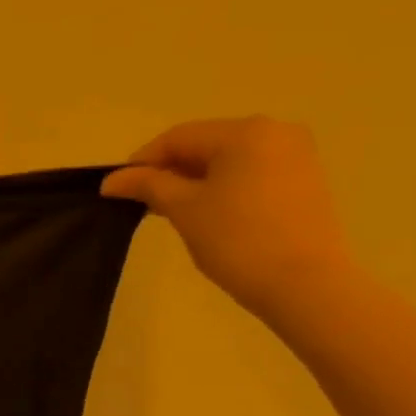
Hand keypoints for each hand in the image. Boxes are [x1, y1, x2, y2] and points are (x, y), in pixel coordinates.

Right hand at [100, 116, 354, 321]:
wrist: (303, 283)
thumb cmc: (236, 238)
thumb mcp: (182, 208)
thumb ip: (146, 185)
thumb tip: (112, 180)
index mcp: (245, 132)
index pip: (177, 138)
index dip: (140, 163)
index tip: (116, 191)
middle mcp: (275, 132)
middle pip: (203, 145)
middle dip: (168, 172)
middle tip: (140, 203)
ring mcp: (295, 156)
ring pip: (225, 161)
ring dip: (191, 181)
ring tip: (169, 211)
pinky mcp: (302, 181)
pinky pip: (247, 174)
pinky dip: (219, 188)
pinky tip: (203, 214)